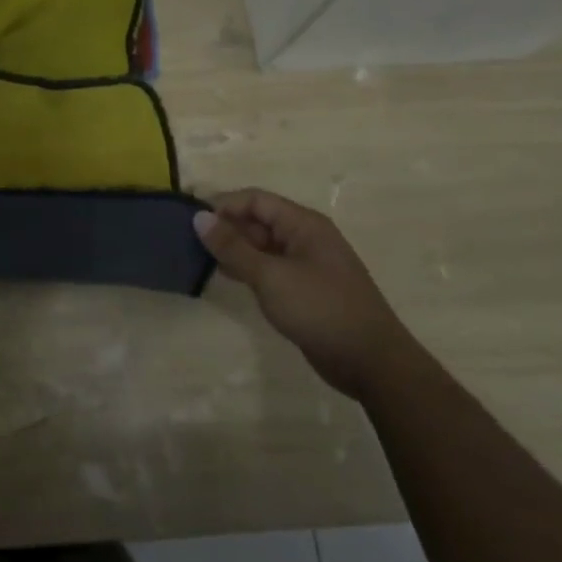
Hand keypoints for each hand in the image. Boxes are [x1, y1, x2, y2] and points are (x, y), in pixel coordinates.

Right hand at [193, 189, 411, 398]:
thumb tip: (198, 218)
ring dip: (234, 249)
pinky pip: (269, 267)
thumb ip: (233, 247)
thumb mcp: (270, 276)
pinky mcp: (304, 288)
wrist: (370, 362)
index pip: (255, 200)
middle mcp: (305, 237)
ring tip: (200, 259)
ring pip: (261, 245)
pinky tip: (226, 277)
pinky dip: (246, 268)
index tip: (190, 220)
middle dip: (226, 227)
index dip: (223, 205)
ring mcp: (306, 264)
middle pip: (258, 220)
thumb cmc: (320, 309)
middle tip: (191, 242)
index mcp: (303, 225)